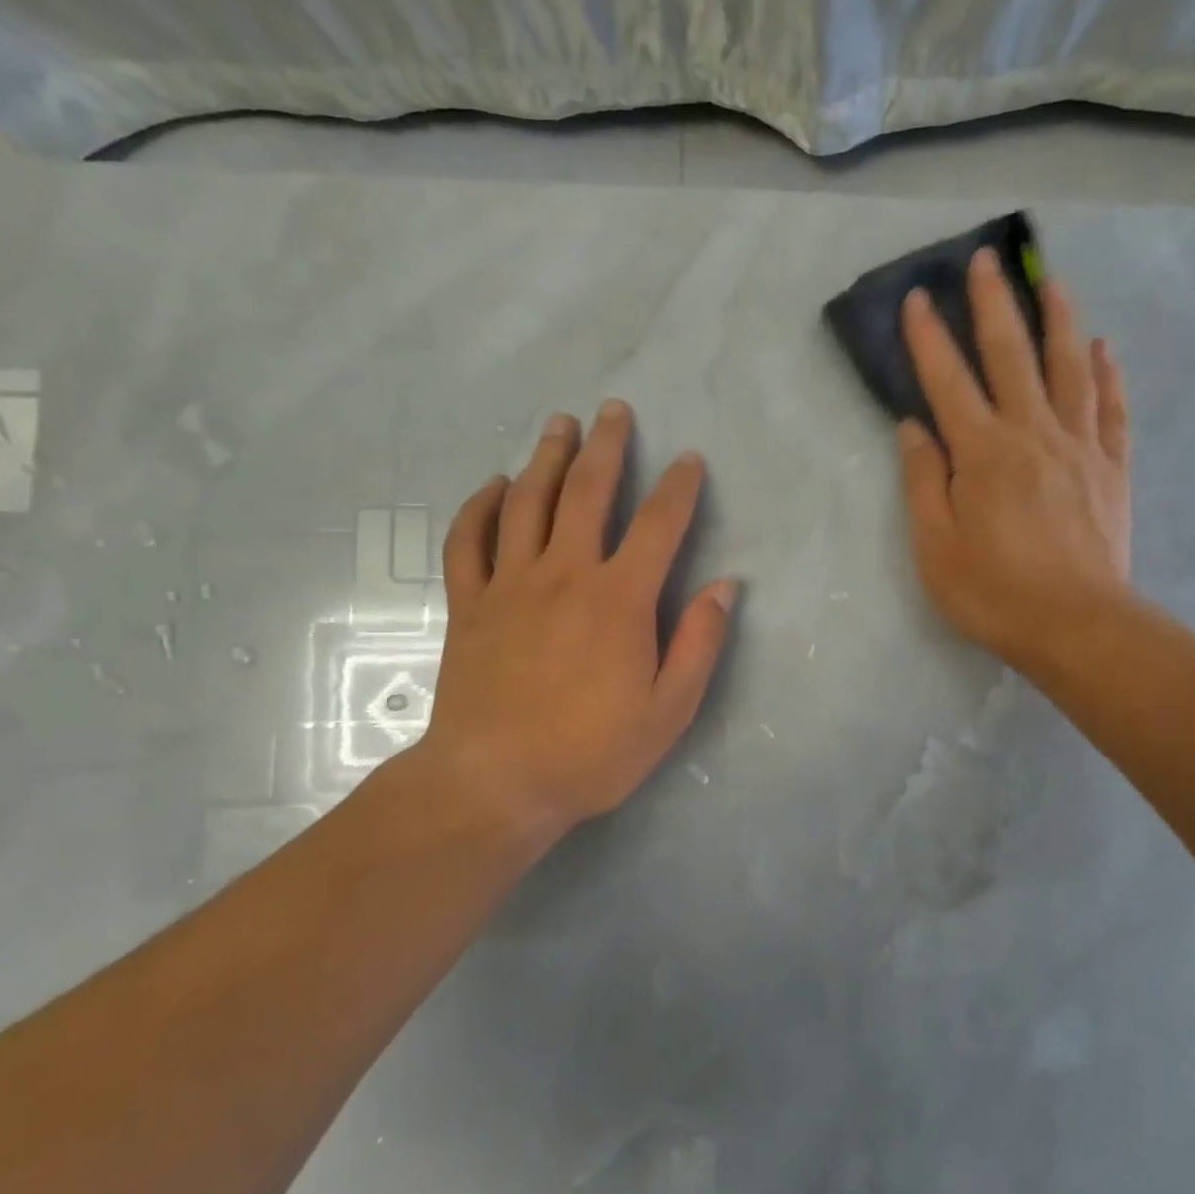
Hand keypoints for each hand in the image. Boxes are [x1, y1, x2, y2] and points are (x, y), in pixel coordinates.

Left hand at [405, 401, 737, 854]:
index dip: (678, 487)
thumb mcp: (669, 711)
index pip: (659, 524)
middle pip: (586, 491)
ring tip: (558, 424)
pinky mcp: (469, 604)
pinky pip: (469, 541)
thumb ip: (699, 644)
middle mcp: (564, 574)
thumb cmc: (590, 752)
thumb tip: (725, 587)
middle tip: (612, 409)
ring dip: (545, 457)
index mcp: (619, 599)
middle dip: (605, 445)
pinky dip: (480, 507)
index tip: (688, 460)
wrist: (494, 784)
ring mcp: (510, 584)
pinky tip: (494, 486)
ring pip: (527, 502)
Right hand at [897, 248, 1131, 675]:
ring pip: (1069, 368)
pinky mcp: (1111, 468)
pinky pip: (1112, 408)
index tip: (918, 297)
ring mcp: (1079, 447)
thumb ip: (923, 482)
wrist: (1078, 626)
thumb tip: (914, 428)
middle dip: (993, 304)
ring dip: (1058, 320)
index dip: (929, 338)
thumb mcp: (935, 547)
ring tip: (1050, 280)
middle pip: (1011, 356)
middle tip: (985, 259)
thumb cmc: (994, 592)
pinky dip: (1107, 374)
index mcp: (982, 454)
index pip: (948, 381)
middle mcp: (1032, 434)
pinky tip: (1102, 347)